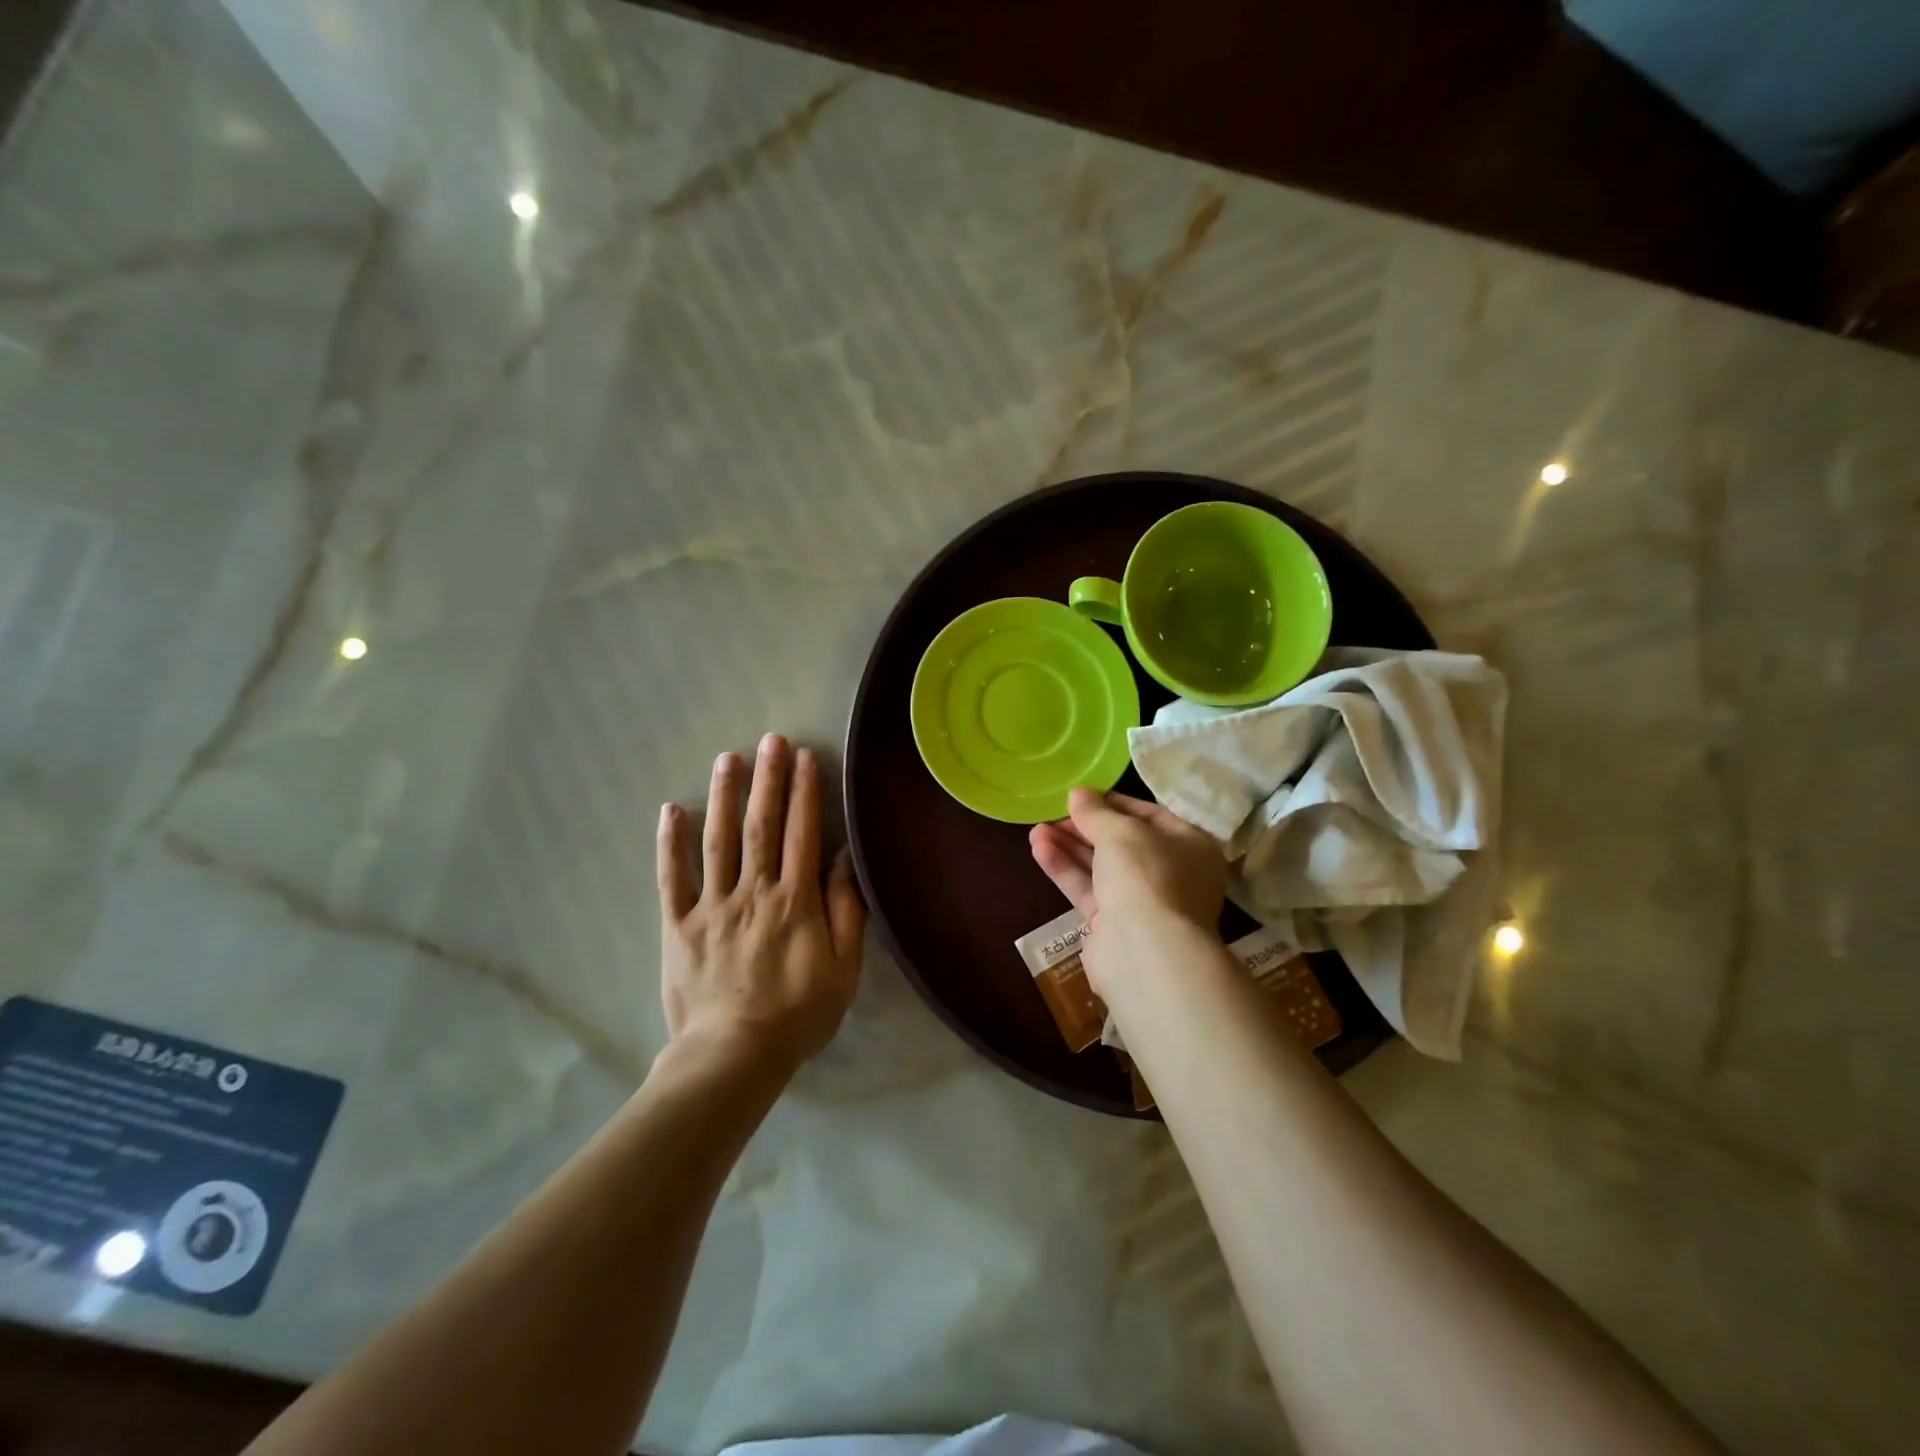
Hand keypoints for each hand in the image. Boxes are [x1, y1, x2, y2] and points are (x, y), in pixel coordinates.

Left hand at [657, 734, 864, 1072]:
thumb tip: (843, 859)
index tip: (804, 757)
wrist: (733, 1056)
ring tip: (727, 758)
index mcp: (794, 900)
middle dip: (767, 780)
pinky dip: (670, 843)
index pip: (802, 833)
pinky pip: (672, 878)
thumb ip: (845, 910)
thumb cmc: (798, 1013)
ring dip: (723, 796)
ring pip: (717, 841)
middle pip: (761, 826)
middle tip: (769, 740)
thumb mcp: (842, 968)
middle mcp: (753, 891)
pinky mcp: (678, 925)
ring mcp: (711, 906)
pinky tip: (671, 809)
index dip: (804, 792)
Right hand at [1028, 788, 1225, 994]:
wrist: (1145, 951)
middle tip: (1053, 813)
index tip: (1081, 796)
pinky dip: (1066, 870)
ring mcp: (1143, 902)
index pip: (1150, 815)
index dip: (1113, 803)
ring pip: (1101, 867)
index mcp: (1190, 846)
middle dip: (1085, 828)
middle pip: (1122, 842)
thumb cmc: (1146, 876)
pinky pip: (1089, 889)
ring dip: (1069, 847)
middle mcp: (1171, 873)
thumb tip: (1078, 794)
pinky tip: (1039, 850)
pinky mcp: (1114, 925)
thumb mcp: (1120, 832)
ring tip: (1035, 830)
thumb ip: (1096, 812)